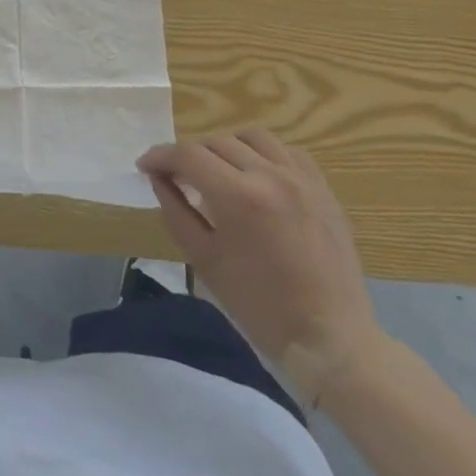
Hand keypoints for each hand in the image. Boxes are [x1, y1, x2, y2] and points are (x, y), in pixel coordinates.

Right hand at [138, 128, 383, 407]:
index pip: (188, 155)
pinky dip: (263, 154)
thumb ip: (176, 212)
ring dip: (226, 147)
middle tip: (177, 176)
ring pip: (252, 137)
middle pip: (216, 142)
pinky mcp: (323, 188)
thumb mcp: (204, 261)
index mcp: (239, 196)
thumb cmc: (259, 307)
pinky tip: (256, 175)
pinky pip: (287, 151)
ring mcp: (302, 178)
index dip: (160, 156)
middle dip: (189, 155)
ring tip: (218, 171)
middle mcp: (271, 175)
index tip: (145, 167)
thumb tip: (158, 178)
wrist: (330, 338)